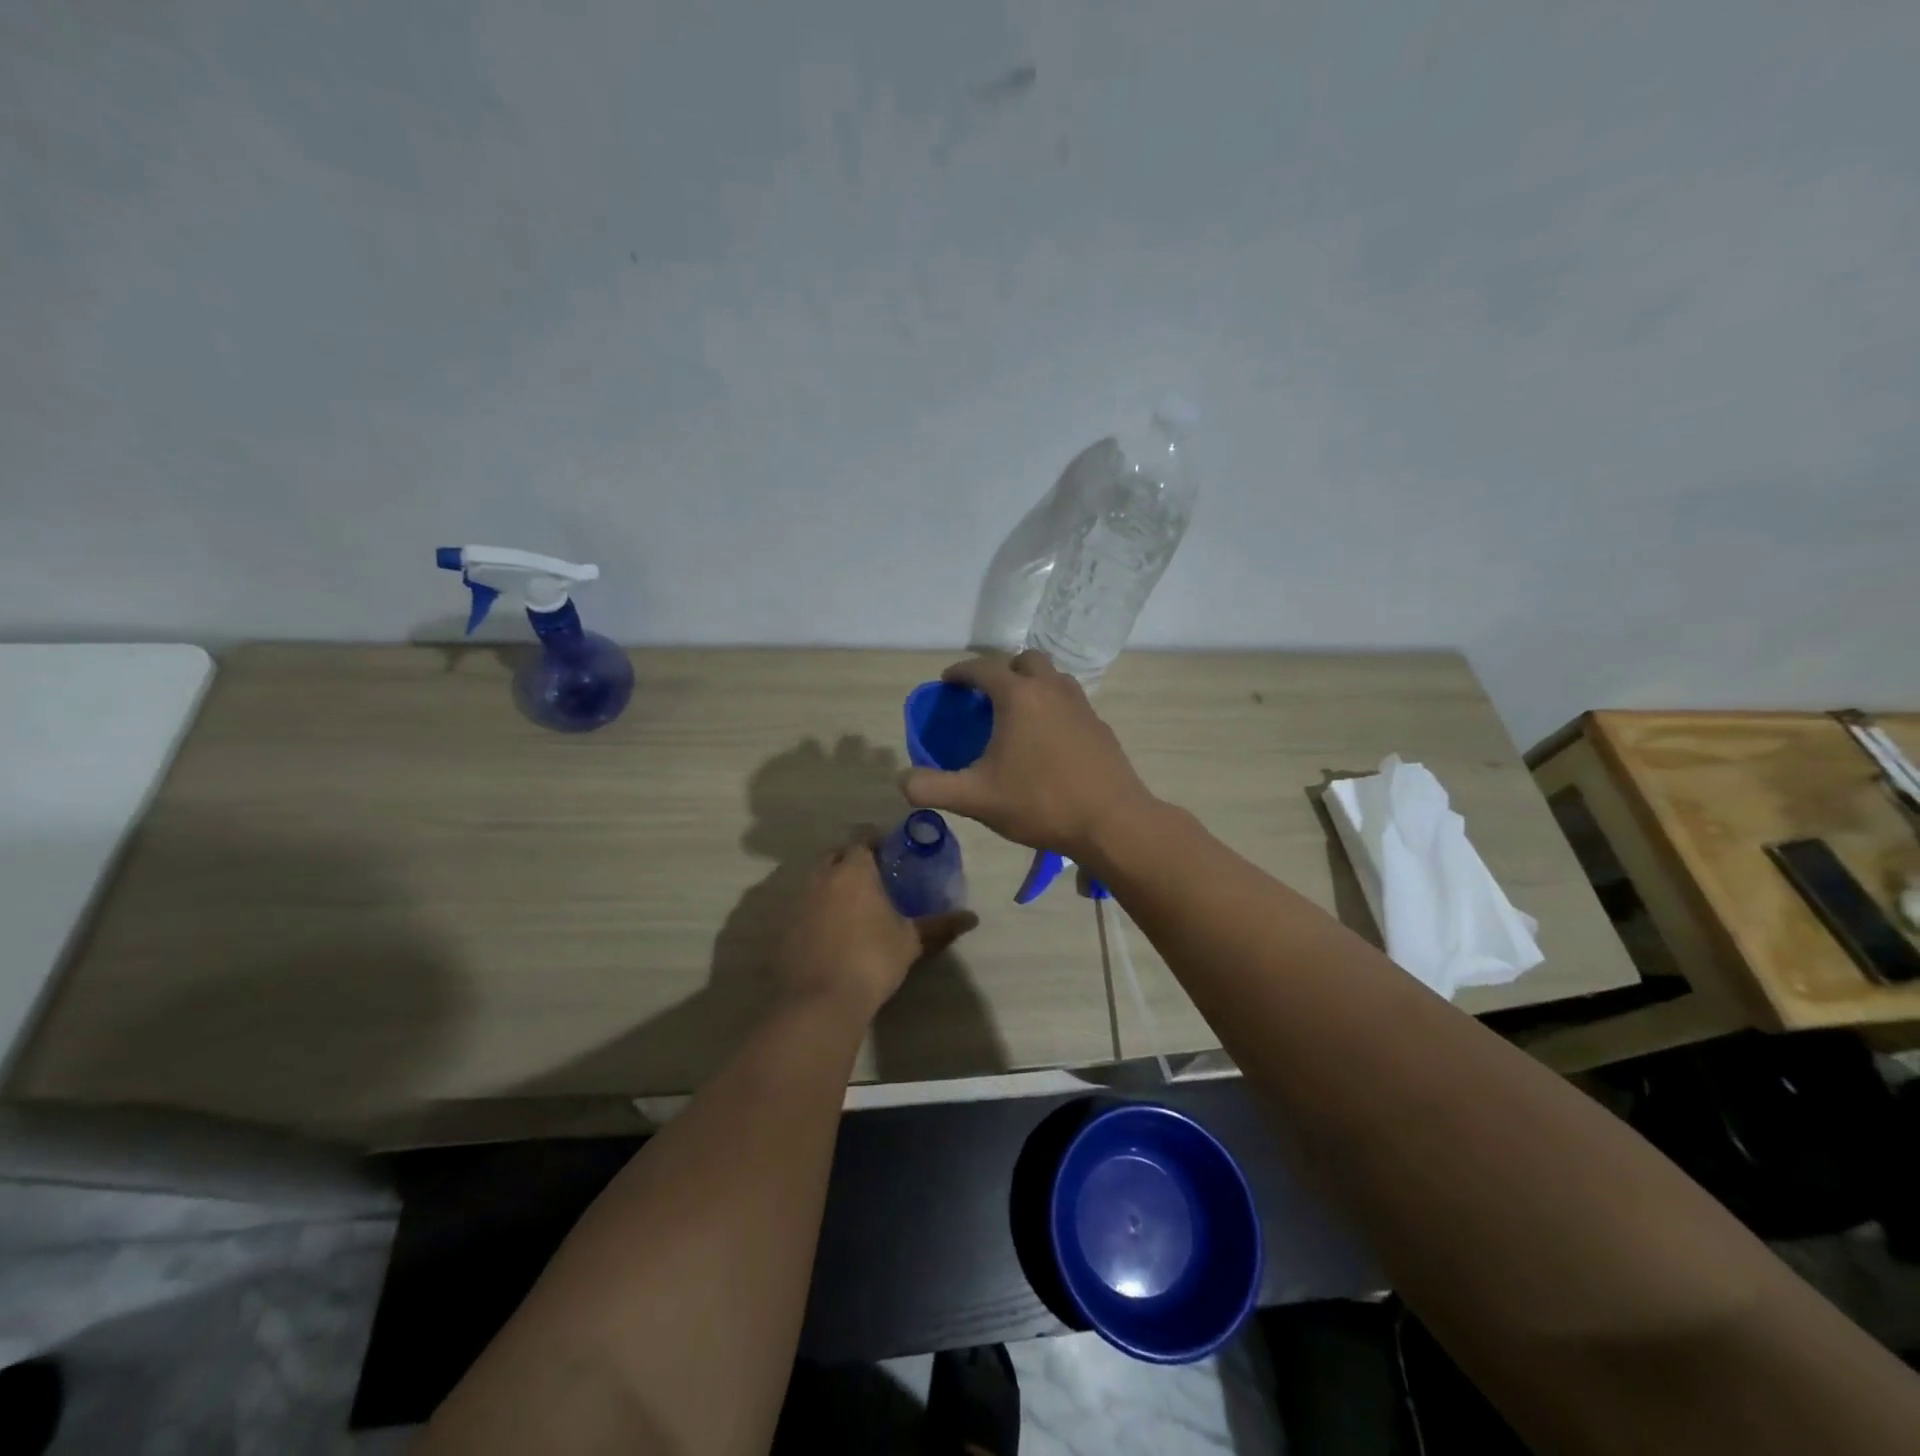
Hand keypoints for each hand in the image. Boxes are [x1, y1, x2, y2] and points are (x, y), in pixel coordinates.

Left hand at [773, 830, 977, 1019]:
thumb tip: (972, 918)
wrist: (819, 1002)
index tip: (890, 851)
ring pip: (816, 879)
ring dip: (832, 884)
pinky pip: (802, 906)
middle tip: (873, 875)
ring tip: (852, 904)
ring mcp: (797, 901)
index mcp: (853, 871)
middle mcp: (822, 877)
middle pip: (835, 855)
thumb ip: (939, 926)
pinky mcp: (783, 927)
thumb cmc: (871, 961)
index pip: (862, 838)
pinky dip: (816, 909)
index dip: (876, 840)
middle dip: (851, 858)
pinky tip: (830, 930)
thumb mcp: (910, 942)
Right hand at [902, 651, 1154, 860]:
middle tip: (986, 696)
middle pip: (1024, 660)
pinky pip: (1070, 701)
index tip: (947, 683)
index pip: (982, 668)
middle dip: (1002, 670)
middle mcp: (1051, 689)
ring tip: (1016, 714)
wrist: (1111, 821)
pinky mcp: (1099, 725)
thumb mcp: (976, 799)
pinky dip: (1052, 706)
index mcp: (1018, 696)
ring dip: (1031, 685)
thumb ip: (931, 788)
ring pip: (1052, 677)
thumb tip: (903, 781)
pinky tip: (1047, 740)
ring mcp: (1081, 705)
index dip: (960, 672)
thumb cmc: (1040, 803)